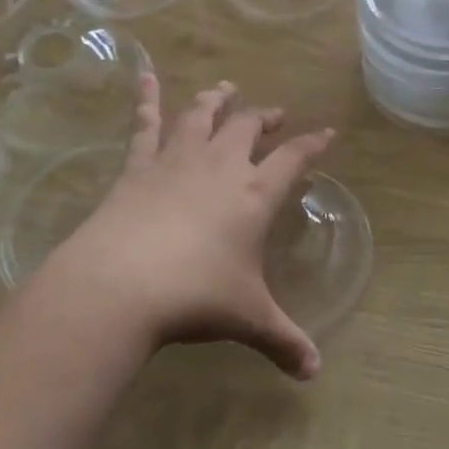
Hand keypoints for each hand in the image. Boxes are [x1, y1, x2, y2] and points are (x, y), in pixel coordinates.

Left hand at [34, 78, 332, 379]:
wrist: (121, 284)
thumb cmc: (195, 297)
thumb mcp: (247, 319)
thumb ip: (283, 341)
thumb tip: (314, 374)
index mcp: (254, 194)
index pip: (293, 157)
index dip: (312, 143)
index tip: (327, 132)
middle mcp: (221, 166)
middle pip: (248, 127)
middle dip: (265, 118)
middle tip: (274, 115)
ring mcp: (177, 160)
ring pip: (203, 116)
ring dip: (217, 99)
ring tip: (226, 88)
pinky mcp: (138, 166)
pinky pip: (145, 124)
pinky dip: (147, 98)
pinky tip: (145, 74)